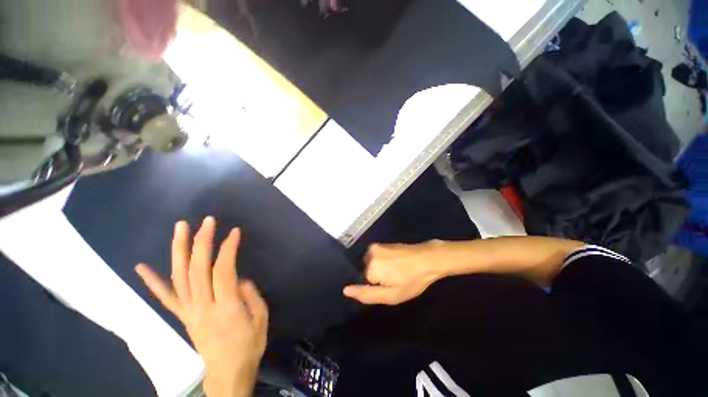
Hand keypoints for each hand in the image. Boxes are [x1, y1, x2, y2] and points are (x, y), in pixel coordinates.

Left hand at [136, 217, 267, 396]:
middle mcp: (202, 306)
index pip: (223, 270)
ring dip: (178, 250)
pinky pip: (166, 298)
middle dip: (202, 241)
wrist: (228, 373)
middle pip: (197, 269)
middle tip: (207, 221)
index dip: (228, 248)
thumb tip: (238, 279)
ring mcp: (188, 311)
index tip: (234, 232)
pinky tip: (142, 267)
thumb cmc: (249, 345)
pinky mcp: (182, 317)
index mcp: (226, 307)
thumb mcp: (261, 319)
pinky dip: (153, 282)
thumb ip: (250, 295)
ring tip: (180, 228)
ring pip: (179, 277)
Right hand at [343, 241, 447, 305]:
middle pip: (365, 273)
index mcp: (370, 267)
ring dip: (379, 269)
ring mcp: (375, 246)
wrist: (428, 258)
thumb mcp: (392, 295)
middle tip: (394, 280)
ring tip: (396, 271)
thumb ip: (367, 294)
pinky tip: (395, 264)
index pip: (363, 283)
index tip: (389, 286)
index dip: (375, 287)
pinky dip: (382, 262)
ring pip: (370, 265)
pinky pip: (375, 257)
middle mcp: (369, 254)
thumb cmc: (412, 280)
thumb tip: (345, 290)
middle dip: (376, 278)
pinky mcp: (381, 243)